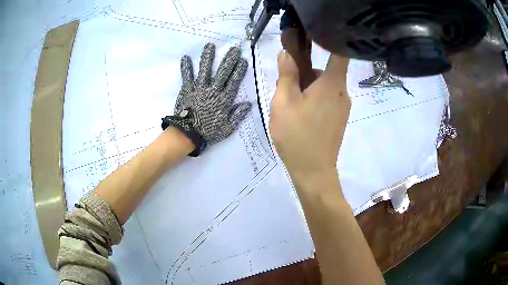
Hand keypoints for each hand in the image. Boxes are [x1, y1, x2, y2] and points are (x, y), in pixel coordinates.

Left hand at [163, 43, 251, 155]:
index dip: (239, 70)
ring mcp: (199, 88)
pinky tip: (185, 57)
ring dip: (208, 57)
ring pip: (205, 70)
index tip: (243, 60)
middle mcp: (213, 90)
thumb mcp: (228, 128)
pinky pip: (187, 76)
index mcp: (224, 99)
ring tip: (210, 45)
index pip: (234, 81)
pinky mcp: (187, 89)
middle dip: (229, 60)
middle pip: (223, 72)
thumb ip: (238, 115)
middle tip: (234, 48)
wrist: (188, 134)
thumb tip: (248, 104)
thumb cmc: (208, 132)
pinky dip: (186, 67)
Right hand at [269, 51, 350, 180]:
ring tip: (291, 106)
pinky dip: (313, 99)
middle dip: (305, 73)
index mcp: (332, 83)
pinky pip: (326, 99)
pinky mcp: (339, 118)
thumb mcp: (284, 101)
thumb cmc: (297, 135)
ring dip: (307, 88)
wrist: (313, 172)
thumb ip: (287, 74)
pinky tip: (301, 115)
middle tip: (286, 85)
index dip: (329, 41)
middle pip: (325, 71)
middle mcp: (342, 92)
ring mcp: (342, 106)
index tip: (311, 37)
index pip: (339, 52)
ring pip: (323, 86)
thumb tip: (287, 53)